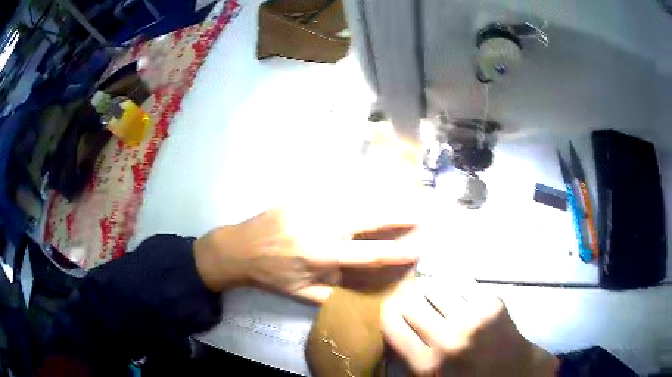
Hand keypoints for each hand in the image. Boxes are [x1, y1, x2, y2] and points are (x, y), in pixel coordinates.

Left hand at [194, 200, 417, 302]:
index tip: (417, 249)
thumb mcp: (302, 294)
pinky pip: (339, 189)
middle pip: (368, 216)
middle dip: (399, 213)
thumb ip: (335, 294)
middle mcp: (321, 225)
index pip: (367, 254)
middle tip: (424, 211)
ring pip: (356, 197)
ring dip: (385, 195)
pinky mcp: (304, 194)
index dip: (395, 253)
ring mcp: (312, 205)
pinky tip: (377, 184)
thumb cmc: (271, 275)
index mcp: (321, 254)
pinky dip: (362, 187)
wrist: (238, 248)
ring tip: (409, 193)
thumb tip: (366, 296)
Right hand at [381, 279, 558, 375]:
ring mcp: (473, 319)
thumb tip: (396, 324)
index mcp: (428, 364)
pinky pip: (463, 283)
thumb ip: (410, 357)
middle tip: (412, 299)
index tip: (390, 307)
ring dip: (432, 290)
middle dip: (408, 298)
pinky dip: (456, 286)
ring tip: (436, 295)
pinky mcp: (493, 304)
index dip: (388, 312)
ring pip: (437, 287)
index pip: (392, 325)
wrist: (516, 373)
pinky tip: (458, 293)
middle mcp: (448, 339)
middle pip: (412, 302)